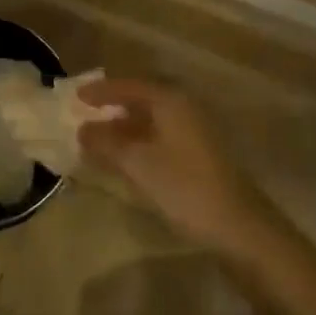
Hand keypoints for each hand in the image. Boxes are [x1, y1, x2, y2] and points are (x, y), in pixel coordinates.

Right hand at [77, 78, 265, 250]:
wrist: (240, 228)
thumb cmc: (185, 187)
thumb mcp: (137, 163)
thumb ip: (106, 142)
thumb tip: (82, 130)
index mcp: (171, 102)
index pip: (129, 86)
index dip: (101, 91)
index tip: (76, 97)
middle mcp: (185, 109)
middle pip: (142, 100)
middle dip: (112, 107)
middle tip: (84, 115)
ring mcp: (195, 133)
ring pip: (151, 121)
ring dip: (124, 128)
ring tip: (96, 139)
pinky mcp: (199, 156)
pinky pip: (160, 138)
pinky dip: (138, 143)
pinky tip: (123, 159)